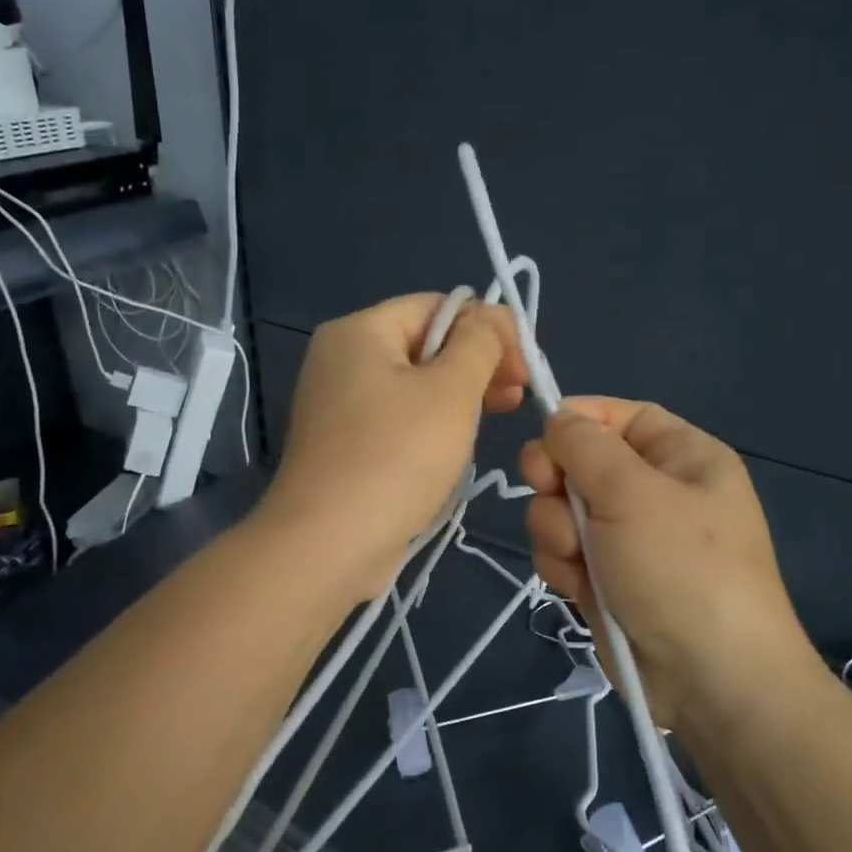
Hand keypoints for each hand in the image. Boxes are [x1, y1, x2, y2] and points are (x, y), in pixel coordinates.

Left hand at [260, 294, 526, 599]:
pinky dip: (429, 427)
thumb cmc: (396, 456)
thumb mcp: (451, 390)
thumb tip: (490, 318)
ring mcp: (337, 406)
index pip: (436, 306)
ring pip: (413, 386)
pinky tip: (454, 451)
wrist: (328, 544)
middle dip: (476, 365)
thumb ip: (480, 343)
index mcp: (359, 331)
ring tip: (492, 423)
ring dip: (457, 398)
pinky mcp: (343, 446)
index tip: (523, 367)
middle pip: (424, 345)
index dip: (487, 328)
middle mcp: (340, 360)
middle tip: (515, 397)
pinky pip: (397, 420)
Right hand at [520, 398, 819, 726]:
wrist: (708, 680)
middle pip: (581, 462)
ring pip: (563, 510)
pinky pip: (564, 551)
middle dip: (558, 481)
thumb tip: (559, 417)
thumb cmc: (680, 568)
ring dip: (556, 530)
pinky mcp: (606, 579)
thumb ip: (585, 445)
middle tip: (549, 493)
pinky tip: (576, 587)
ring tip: (577, 558)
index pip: (622, 416)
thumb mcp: (632, 492)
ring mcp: (628, 539)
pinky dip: (562, 565)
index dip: (580, 419)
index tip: (543, 435)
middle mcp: (655, 492)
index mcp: (682, 457)